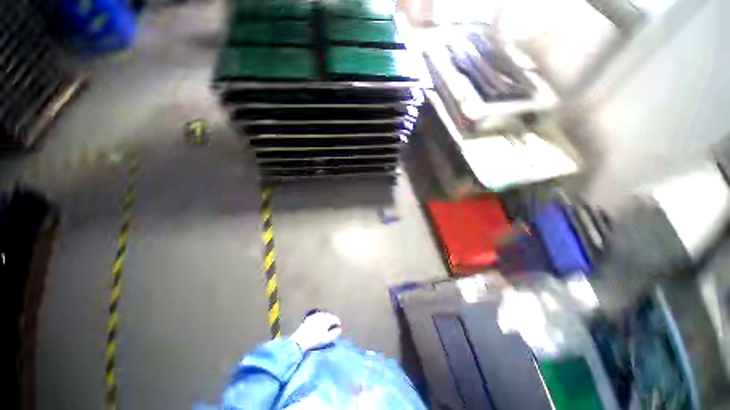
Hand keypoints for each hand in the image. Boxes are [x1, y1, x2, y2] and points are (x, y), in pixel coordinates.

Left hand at [290, 311, 341, 351]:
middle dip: (332, 321)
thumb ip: (335, 333)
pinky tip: (318, 324)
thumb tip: (339, 329)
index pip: (336, 319)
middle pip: (330, 316)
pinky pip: (317, 316)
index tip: (338, 328)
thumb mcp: (327, 338)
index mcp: (327, 319)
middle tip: (332, 327)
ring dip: (326, 319)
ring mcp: (315, 315)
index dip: (338, 323)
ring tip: (326, 326)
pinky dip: (320, 319)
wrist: (300, 340)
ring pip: (323, 315)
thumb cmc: (315, 339)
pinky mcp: (309, 318)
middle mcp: (322, 315)